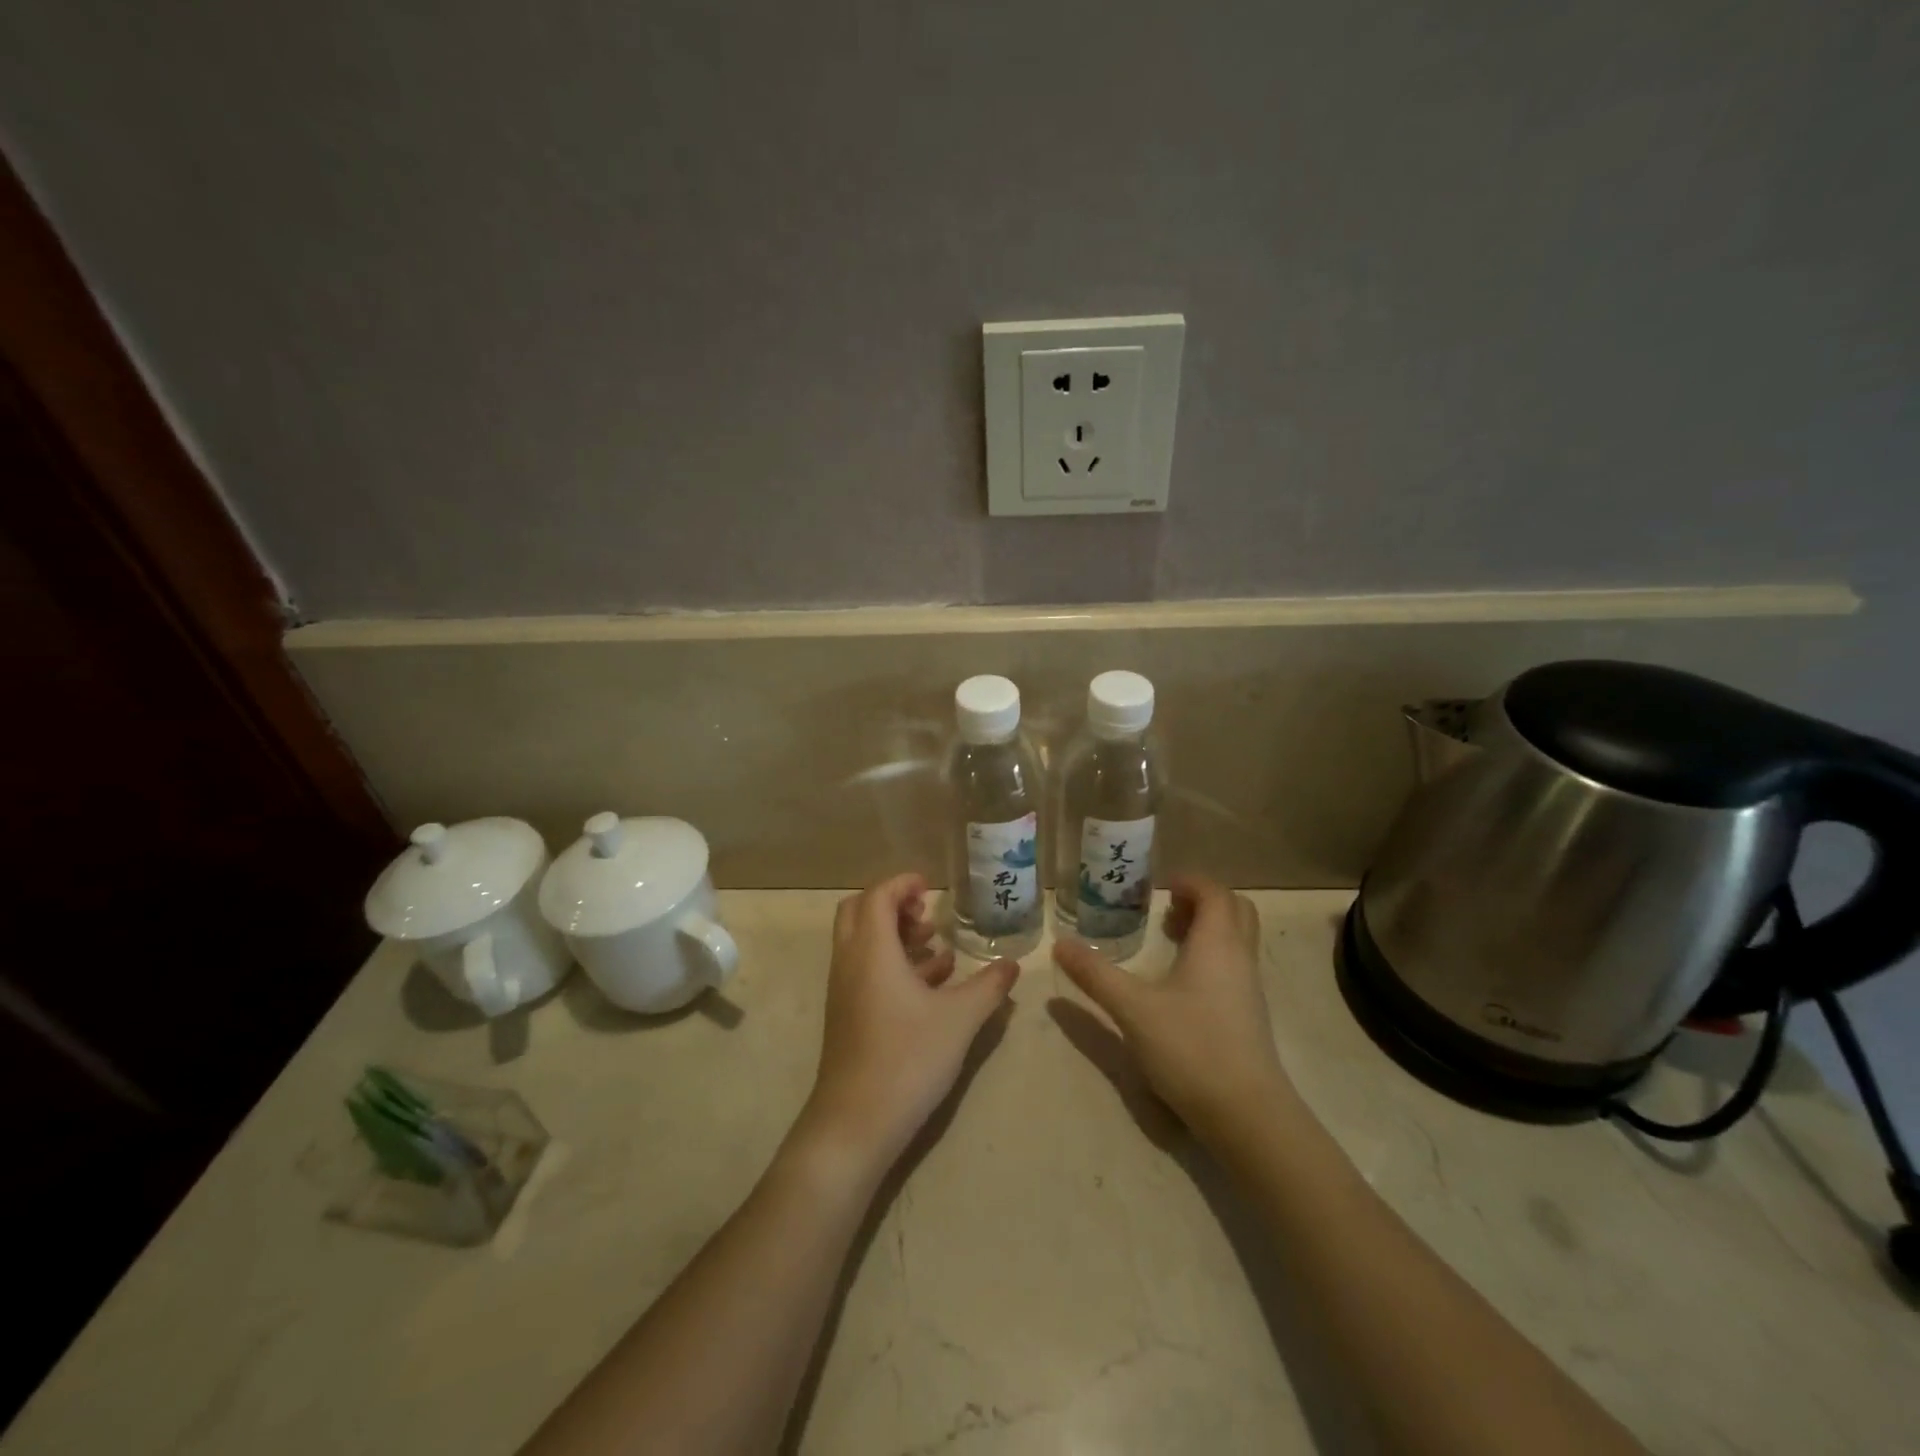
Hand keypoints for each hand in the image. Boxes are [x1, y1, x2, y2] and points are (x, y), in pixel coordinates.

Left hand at [796, 874, 1019, 1172]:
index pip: (878, 895)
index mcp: (872, 950)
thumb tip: (1013, 964)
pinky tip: (930, 983)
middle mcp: (850, 962)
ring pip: (862, 943)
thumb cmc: (908, 1058)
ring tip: (935, 945)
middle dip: (893, 904)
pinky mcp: (847, 1015)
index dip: (903, 883)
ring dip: (894, 934)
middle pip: (859, 911)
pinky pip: (866, 970)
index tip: (931, 886)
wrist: (856, 1124)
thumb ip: (988, 987)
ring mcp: (844, 990)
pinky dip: (892, 963)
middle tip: (927, 914)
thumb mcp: (959, 1020)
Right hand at [1055, 876, 1290, 1149]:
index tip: (1157, 887)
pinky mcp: (1249, 1014)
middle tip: (1164, 909)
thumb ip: (1095, 974)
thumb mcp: (1133, 1008)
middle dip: (1201, 900)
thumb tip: (1059, 944)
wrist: (1247, 1113)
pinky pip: (1234, 964)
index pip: (1214, 892)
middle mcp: (1240, 957)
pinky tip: (1180, 982)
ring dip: (1207, 927)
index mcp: (1217, 943)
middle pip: (1234, 909)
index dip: (1188, 881)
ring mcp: (1250, 988)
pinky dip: (1211, 954)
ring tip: (1167, 939)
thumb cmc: (1191, 1048)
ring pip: (1237, 938)